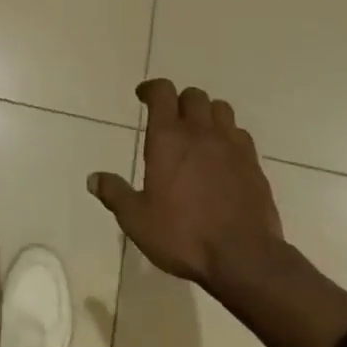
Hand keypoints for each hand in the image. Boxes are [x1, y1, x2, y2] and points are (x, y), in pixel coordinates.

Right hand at [89, 79, 285, 289]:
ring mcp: (231, 145)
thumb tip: (93, 179)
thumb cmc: (184, 235)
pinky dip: (229, 136)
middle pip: (193, 95)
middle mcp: (200, 131)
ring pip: (220, 109)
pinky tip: (224, 156)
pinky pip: (240, 134)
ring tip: (199, 132)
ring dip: (207, 114)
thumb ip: (115, 194)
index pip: (161, 92)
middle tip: (171, 118)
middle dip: (180, 100)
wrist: (244, 257)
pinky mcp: (253, 163)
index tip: (143, 96)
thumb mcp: (138, 220)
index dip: (151, 89)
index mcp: (168, 137)